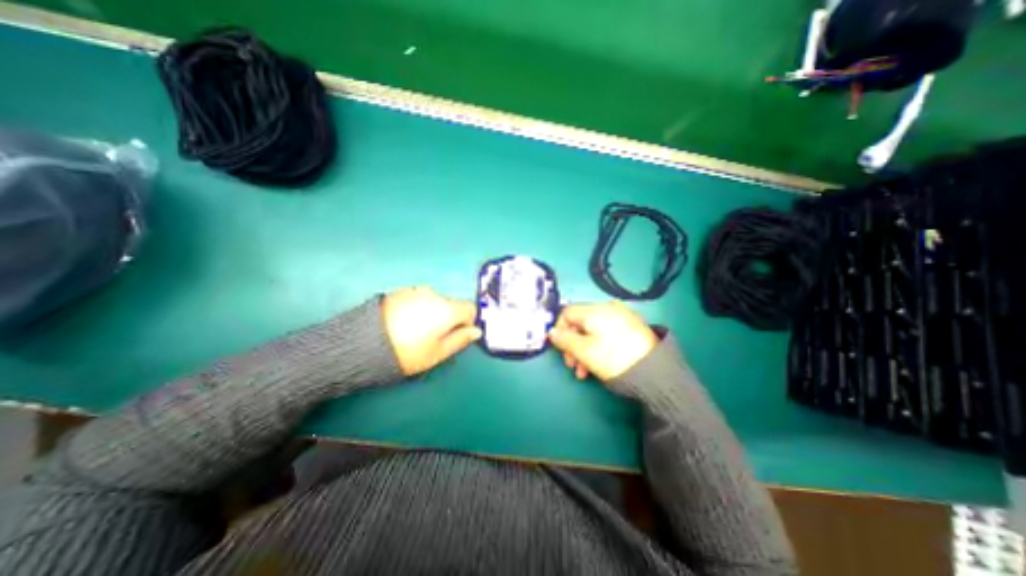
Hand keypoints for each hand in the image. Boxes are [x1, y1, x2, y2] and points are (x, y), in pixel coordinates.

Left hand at [383, 286, 482, 374]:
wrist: (363, 342)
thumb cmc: (407, 352)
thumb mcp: (438, 353)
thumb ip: (461, 340)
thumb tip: (476, 331)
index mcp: (448, 309)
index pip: (470, 308)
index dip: (468, 322)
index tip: (456, 335)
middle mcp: (435, 295)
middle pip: (453, 304)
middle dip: (450, 317)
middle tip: (434, 337)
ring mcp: (417, 291)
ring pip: (436, 301)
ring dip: (433, 312)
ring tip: (416, 330)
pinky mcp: (401, 291)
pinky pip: (419, 298)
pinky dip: (419, 308)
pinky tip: (404, 322)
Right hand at [554, 301, 655, 382]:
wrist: (656, 372)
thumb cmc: (615, 359)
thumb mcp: (585, 351)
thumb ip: (564, 340)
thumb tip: (552, 332)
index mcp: (595, 310)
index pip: (567, 312)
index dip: (559, 329)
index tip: (560, 348)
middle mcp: (608, 308)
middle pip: (580, 323)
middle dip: (572, 344)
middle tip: (572, 364)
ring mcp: (621, 317)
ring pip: (592, 330)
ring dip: (584, 349)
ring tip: (585, 371)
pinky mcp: (631, 327)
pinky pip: (606, 333)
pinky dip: (598, 345)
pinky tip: (598, 363)